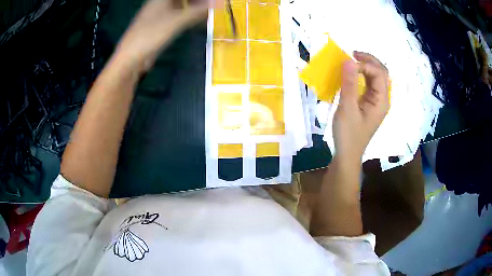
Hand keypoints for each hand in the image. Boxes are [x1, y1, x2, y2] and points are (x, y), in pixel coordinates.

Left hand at [116, 0, 209, 71]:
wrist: (131, 59)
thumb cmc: (151, 35)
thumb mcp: (176, 21)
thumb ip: (198, 12)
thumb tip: (217, 4)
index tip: (211, 1)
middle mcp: (160, 4)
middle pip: (183, 0)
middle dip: (198, 2)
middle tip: (212, 6)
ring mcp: (159, 15)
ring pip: (181, 7)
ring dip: (195, 9)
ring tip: (209, 13)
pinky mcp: (160, 27)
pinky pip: (178, 17)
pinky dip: (189, 18)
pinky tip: (198, 22)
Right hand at [333, 51, 389, 161]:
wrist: (348, 153)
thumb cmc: (349, 134)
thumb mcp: (347, 108)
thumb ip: (349, 84)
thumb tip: (348, 60)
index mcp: (381, 101)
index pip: (379, 73)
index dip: (365, 64)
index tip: (348, 64)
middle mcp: (382, 99)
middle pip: (381, 72)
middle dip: (368, 60)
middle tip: (352, 54)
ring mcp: (377, 101)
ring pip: (376, 77)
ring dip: (366, 66)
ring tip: (352, 61)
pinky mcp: (370, 103)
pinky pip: (369, 84)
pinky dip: (362, 75)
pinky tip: (353, 73)